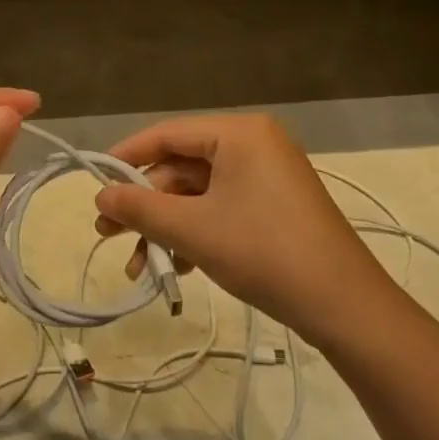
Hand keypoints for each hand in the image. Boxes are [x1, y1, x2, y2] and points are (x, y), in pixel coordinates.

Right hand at [91, 114, 390, 341]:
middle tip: (108, 235)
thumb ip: (140, 208)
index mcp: (239, 133)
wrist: (345, 306)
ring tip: (140, 267)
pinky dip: (195, 233)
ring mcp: (267, 176)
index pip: (168, 133)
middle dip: (145, 205)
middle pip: (182, 167)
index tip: (93, 182)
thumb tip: (99, 196)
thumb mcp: (193, 229)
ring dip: (166, 228)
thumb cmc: (264, 252)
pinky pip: (221, 208)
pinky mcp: (274, 206)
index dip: (126, 157)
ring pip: (199, 194)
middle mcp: (254, 145)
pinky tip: (176, 268)